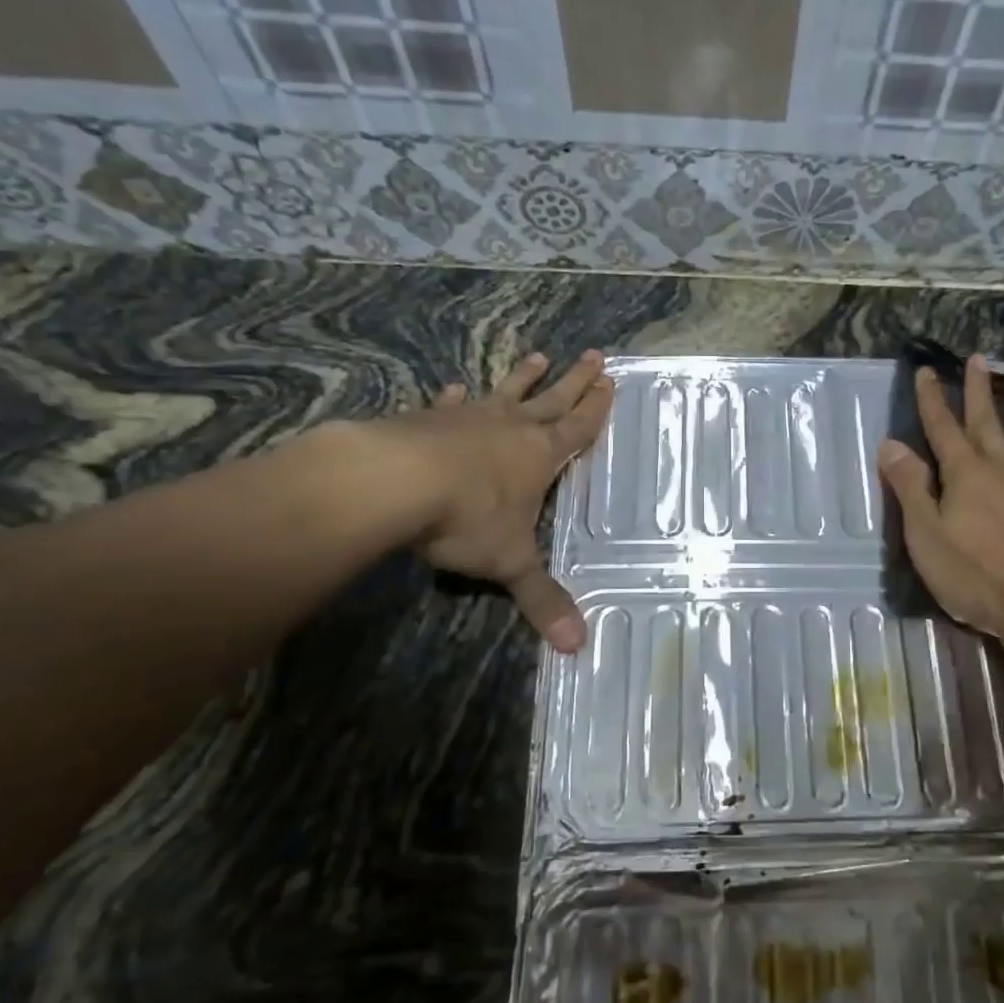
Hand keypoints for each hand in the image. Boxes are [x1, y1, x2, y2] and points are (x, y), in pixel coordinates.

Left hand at [358, 350, 613, 650]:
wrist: (393, 481)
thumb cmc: (466, 518)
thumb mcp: (510, 562)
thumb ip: (542, 600)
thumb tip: (578, 648)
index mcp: (540, 455)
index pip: (578, 427)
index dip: (596, 408)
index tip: (611, 381)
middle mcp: (511, 428)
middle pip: (553, 399)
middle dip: (575, 380)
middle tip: (595, 354)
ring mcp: (469, 419)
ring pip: (506, 392)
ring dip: (524, 377)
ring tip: (539, 356)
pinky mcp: (428, 419)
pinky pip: (451, 404)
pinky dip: (458, 397)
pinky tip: (458, 388)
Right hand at [878, 354, 1003, 642]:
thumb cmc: (976, 577)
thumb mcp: (926, 537)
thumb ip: (909, 488)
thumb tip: (890, 444)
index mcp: (964, 474)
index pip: (941, 428)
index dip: (931, 399)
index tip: (926, 371)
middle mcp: (1003, 466)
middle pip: (986, 420)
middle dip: (978, 389)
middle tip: (978, 358)